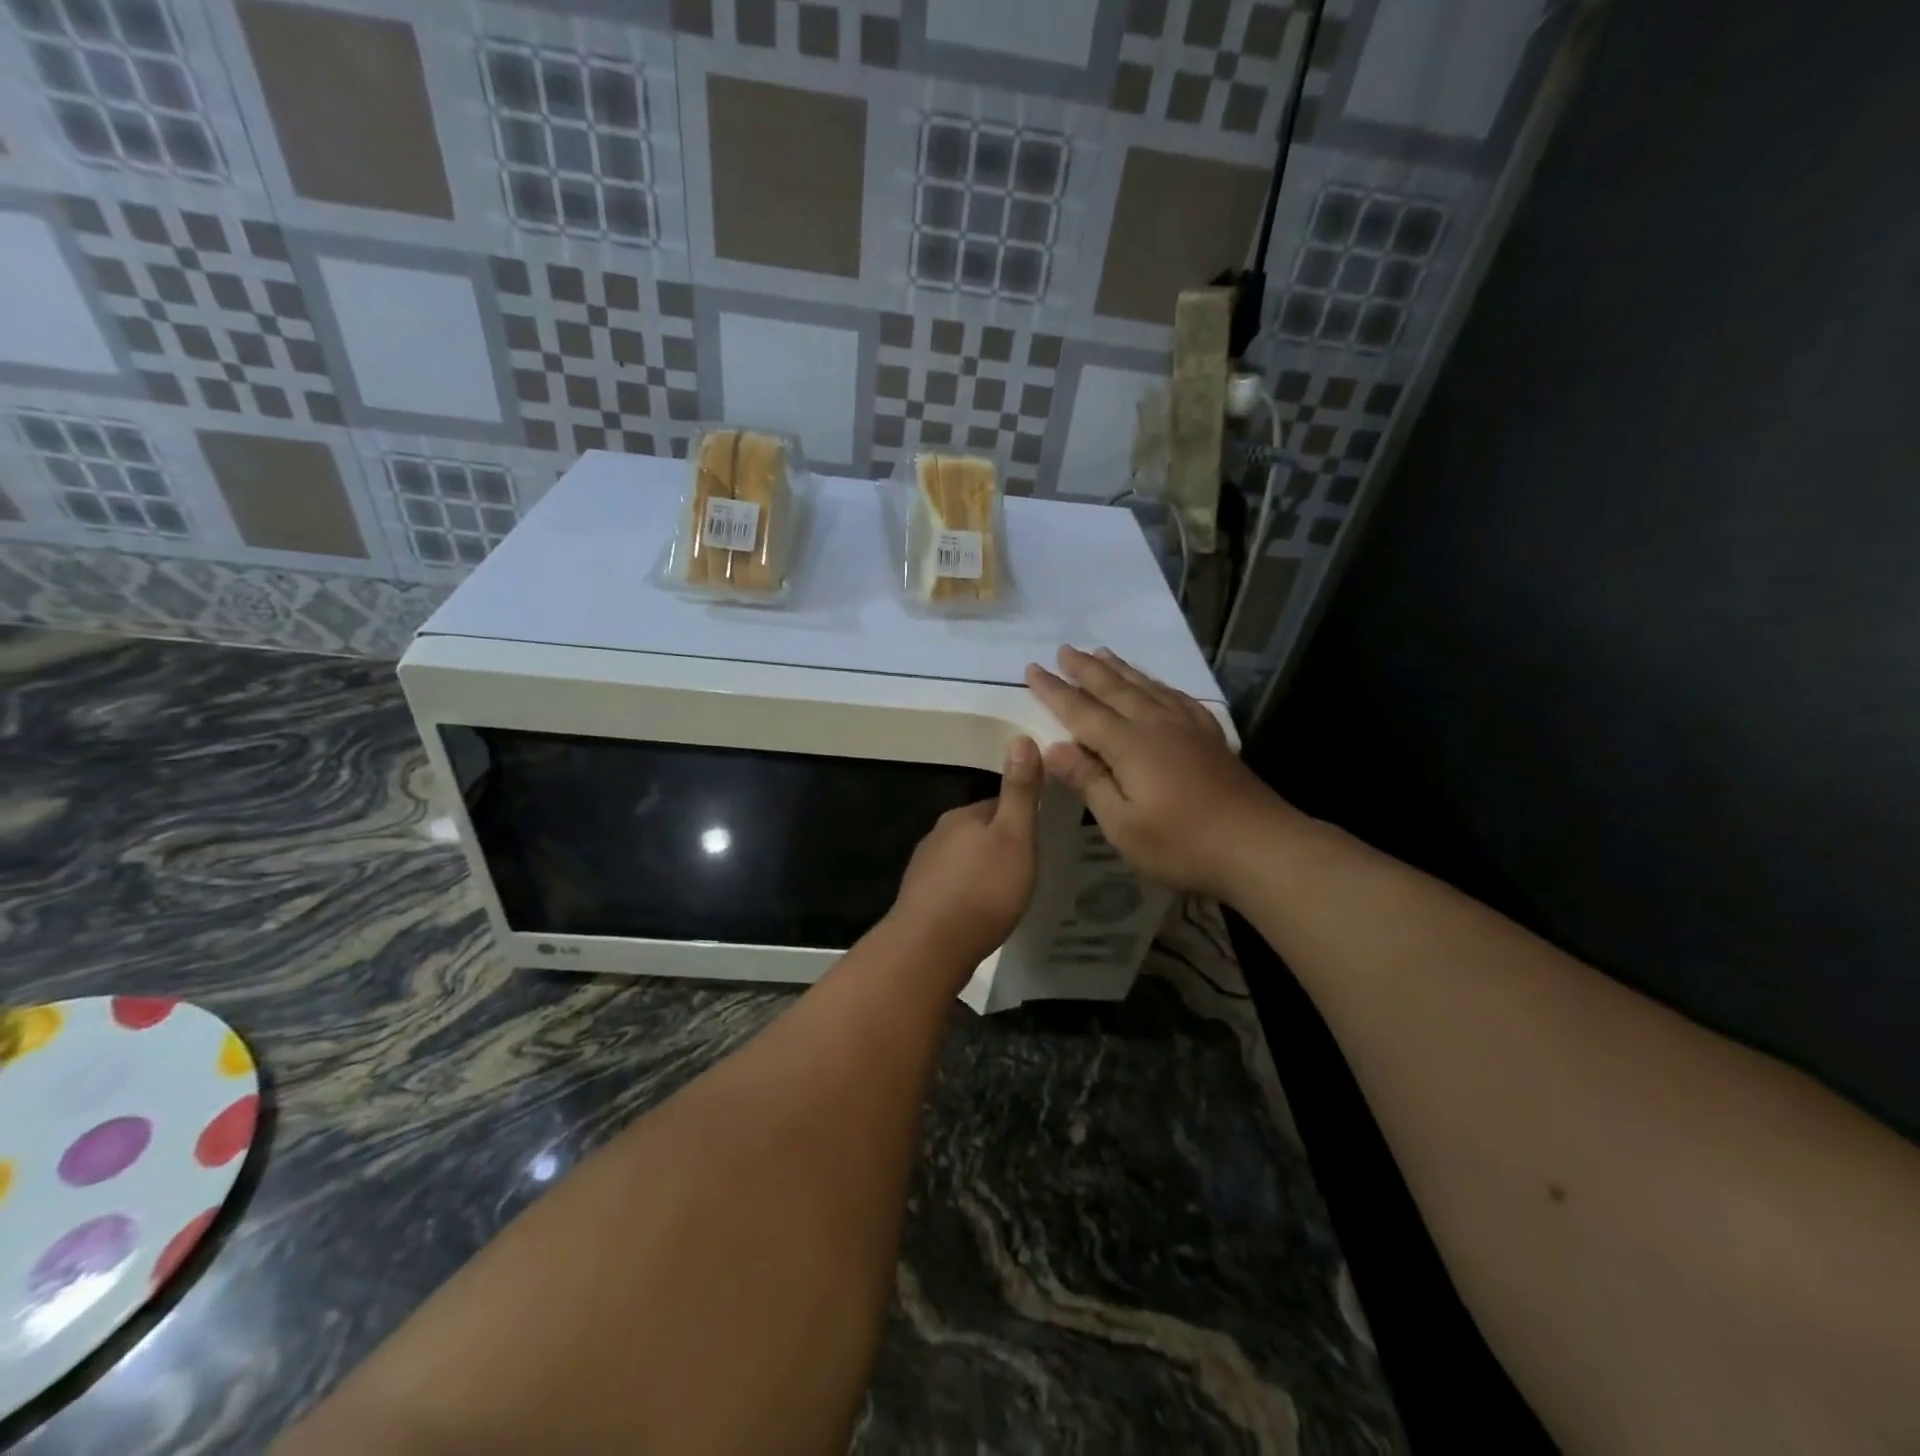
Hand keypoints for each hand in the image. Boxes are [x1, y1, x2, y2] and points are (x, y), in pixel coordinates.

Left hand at [889, 736, 1041, 965]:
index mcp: (963, 815)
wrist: (930, 946)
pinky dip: (967, 890)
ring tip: (1005, 890)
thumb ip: (1019, 792)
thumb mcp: (1014, 837)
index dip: (1021, 817)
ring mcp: (925, 866)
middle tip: (1026, 866)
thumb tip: (1021, 737)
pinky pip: (951, 884)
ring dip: (982, 868)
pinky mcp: (919, 897)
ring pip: (963, 857)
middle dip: (1000, 843)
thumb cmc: (982, 889)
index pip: (998, 804)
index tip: (1039, 835)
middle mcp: (939, 833)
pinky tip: (978, 910)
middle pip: (979, 830)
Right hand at [1026, 647, 1282, 897]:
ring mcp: (1188, 727)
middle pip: (1115, 688)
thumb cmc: (1182, 843)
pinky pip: (1177, 697)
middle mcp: (1156, 725)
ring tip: (1102, 652)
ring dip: (1121, 669)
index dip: (1055, 691)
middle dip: (1085, 669)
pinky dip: (1158, 684)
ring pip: (1146, 686)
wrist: (1258, 845)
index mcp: (1130, 745)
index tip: (1032, 670)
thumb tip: (1054, 748)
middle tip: (1064, 649)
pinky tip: (1157, 685)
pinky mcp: (1210, 737)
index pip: (1082, 711)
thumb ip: (1089, 782)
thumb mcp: (1122, 824)